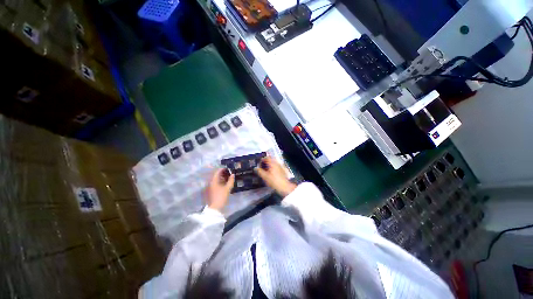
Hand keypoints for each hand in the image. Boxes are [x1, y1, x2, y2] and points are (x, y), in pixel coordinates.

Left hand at [206, 168, 234, 210]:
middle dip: (223, 173)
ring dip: (222, 177)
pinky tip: (225, 183)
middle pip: (216, 175)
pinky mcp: (211, 191)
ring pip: (216, 179)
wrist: (215, 208)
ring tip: (228, 177)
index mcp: (213, 181)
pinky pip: (216, 183)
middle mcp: (210, 182)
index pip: (217, 172)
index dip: (223, 169)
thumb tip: (233, 174)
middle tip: (229, 173)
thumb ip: (231, 180)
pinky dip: (220, 182)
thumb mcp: (227, 188)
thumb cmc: (221, 197)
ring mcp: (210, 187)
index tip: (228, 168)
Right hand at [254, 157, 295, 196]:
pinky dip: (272, 168)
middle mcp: (277, 163)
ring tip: (265, 171)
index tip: (259, 164)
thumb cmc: (274, 181)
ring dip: (269, 165)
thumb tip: (255, 168)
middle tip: (261, 167)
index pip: (266, 158)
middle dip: (265, 163)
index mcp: (272, 163)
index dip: (262, 160)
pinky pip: (276, 167)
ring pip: (273, 163)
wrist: (284, 187)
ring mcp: (280, 166)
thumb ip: (259, 171)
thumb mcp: (264, 176)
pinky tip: (270, 173)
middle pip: (270, 160)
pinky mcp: (283, 170)